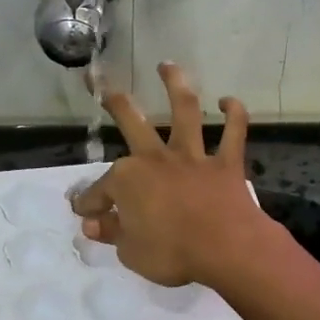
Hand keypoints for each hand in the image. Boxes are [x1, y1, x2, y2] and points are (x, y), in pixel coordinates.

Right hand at [71, 62, 274, 287]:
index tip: (85, 213)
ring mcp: (192, 157)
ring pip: (184, 112)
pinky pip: (233, 133)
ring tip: (167, 66)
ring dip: (175, 86)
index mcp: (128, 180)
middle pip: (132, 123)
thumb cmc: (172, 253)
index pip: (100, 191)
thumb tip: (92, 223)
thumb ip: (112, 233)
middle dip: (116, 102)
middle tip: (104, 85)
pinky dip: (234, 115)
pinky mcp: (226, 163)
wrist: (226, 249)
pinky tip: (229, 101)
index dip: (90, 203)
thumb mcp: (131, 252)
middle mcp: (156, 158)